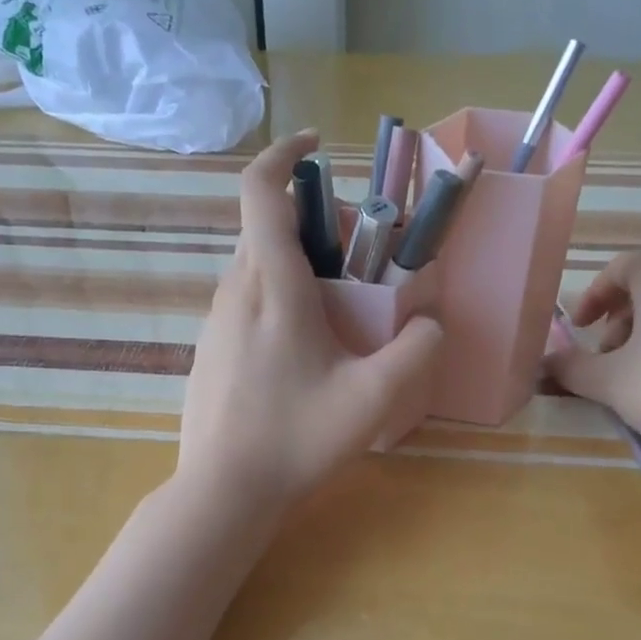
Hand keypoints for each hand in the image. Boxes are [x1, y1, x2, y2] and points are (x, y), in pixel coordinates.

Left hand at [178, 130, 442, 515]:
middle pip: (268, 227)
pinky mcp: (209, 349)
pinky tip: (304, 350)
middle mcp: (234, 290)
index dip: (285, 155)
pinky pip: (246, 300)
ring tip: (339, 309)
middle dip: (314, 223)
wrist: (223, 491)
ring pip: (256, 265)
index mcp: (272, 285)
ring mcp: (215, 321)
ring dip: (297, 263)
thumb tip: (431, 323)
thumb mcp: (373, 398)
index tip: (316, 148)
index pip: (261, 191)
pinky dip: (278, 295)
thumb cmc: (297, 438)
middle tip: (359, 260)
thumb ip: (415, 352)